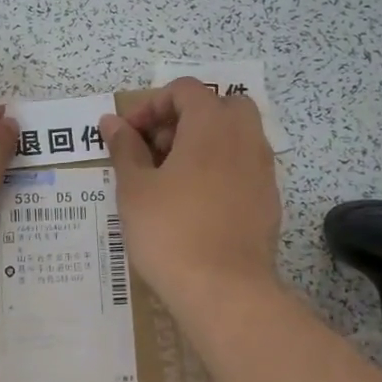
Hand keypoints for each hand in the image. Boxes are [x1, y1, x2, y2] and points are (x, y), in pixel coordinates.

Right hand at [99, 78, 282, 308]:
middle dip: (185, 118)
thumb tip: (112, 122)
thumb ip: (124, 149)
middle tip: (156, 149)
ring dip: (204, 144)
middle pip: (219, 106)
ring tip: (171, 178)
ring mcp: (263, 170)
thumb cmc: (171, 231)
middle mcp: (245, 139)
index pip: (185, 90)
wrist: (225, 291)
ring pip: (236, 137)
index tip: (129, 136)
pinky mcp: (269, 200)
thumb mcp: (135, 189)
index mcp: (212, 125)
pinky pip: (244, 167)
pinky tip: (196, 204)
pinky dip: (220, 169)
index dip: (152, 105)